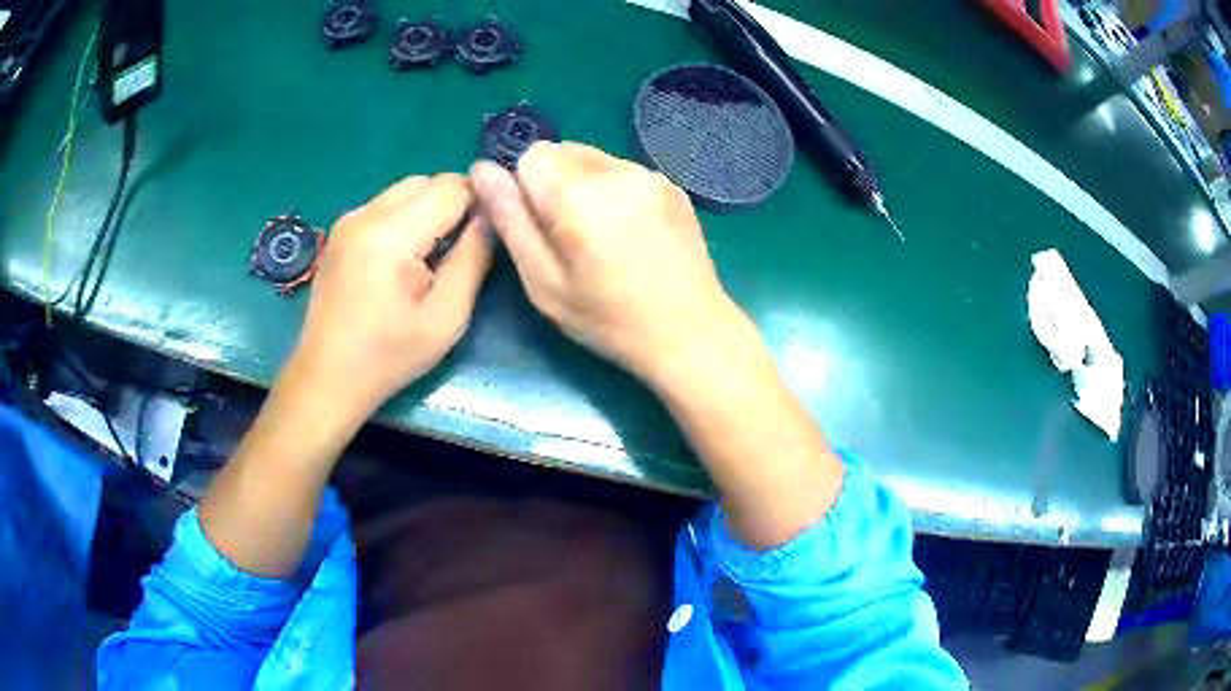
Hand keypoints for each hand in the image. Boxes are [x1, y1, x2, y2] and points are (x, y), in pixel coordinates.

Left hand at [286, 173, 491, 421]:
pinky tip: (404, 258)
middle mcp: (366, 214)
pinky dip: (406, 217)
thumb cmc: (389, 357)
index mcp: (391, 235)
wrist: (327, 377)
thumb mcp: (446, 318)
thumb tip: (493, 217)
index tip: (487, 236)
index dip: (479, 203)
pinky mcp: (340, 230)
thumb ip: (473, 260)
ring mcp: (349, 219)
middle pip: (428, 181)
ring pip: (406, 189)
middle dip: (454, 203)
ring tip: (432, 255)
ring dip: (429, 209)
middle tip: (460, 248)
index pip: (452, 188)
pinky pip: (386, 204)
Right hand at [470, 142, 741, 382]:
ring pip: (594, 159)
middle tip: (569, 236)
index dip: (525, 187)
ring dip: (583, 185)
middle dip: (553, 184)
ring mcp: (651, 175)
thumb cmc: (608, 319)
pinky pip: (624, 171)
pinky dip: (614, 191)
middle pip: (564, 151)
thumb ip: (510, 220)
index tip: (539, 226)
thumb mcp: (544, 282)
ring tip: (601, 237)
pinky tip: (629, 233)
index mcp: (579, 195)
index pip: (532, 154)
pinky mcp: (672, 185)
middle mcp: (618, 171)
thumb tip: (481, 169)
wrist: (690, 332)